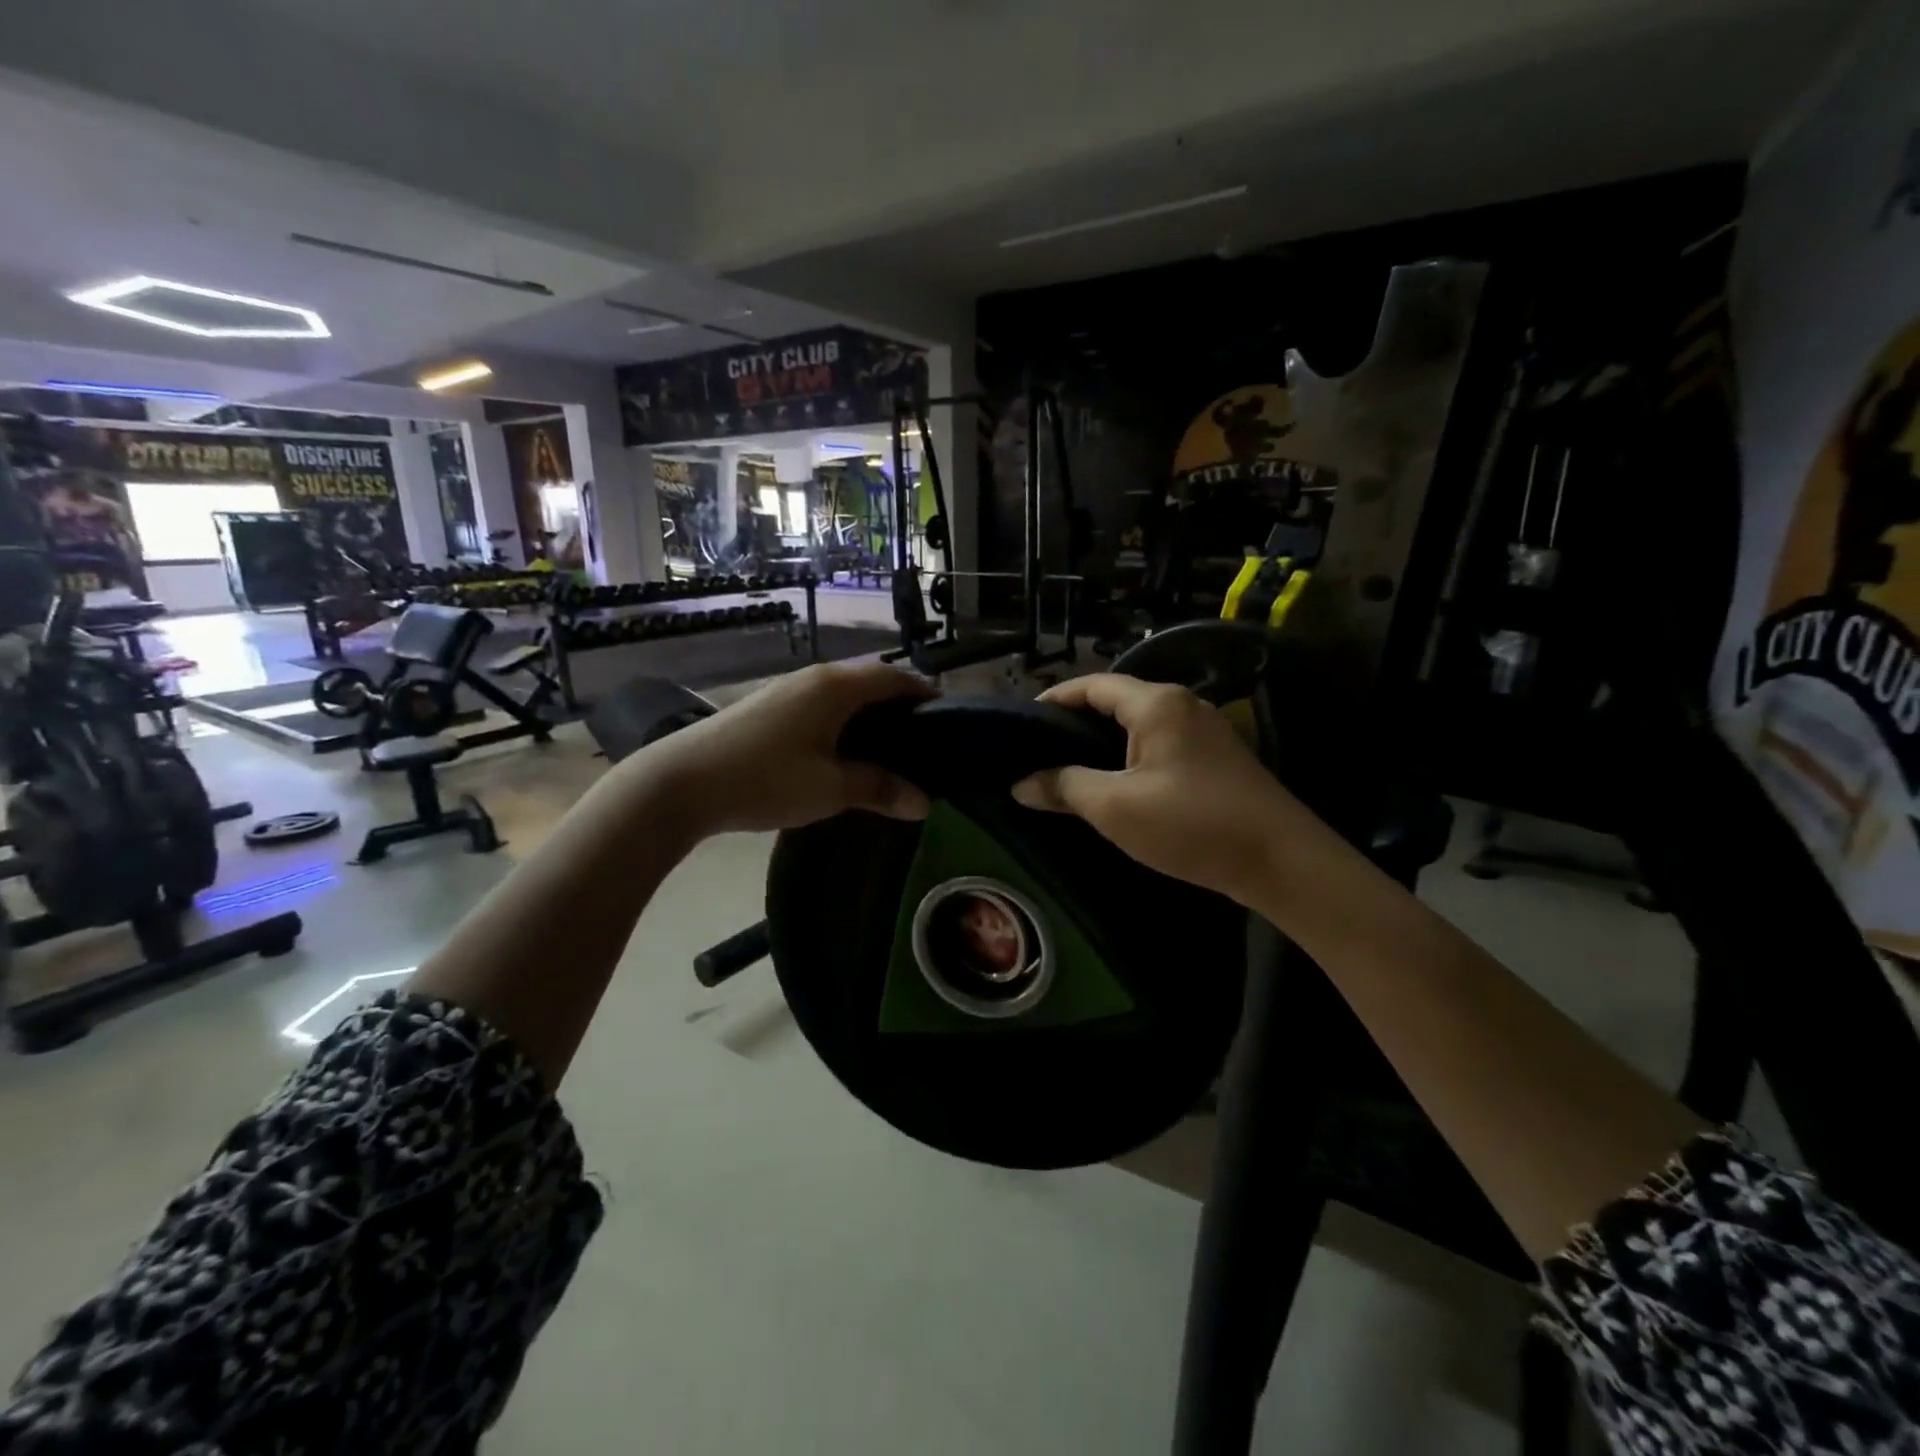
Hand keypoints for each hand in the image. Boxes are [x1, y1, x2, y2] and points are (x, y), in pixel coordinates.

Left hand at [643, 662, 933, 836]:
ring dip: (868, 715)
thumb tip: (923, 803)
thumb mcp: (830, 788)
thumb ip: (879, 789)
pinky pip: (821, 706)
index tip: (947, 720)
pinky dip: (842, 722)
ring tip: (887, 750)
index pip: (895, 677)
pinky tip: (842, 752)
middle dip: (899, 706)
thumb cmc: (766, 778)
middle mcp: (815, 678)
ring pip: (843, 694)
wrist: (682, 782)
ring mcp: (788, 690)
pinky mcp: (768, 707)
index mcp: (837, 687)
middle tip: (921, 742)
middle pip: (870, 681)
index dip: (924, 694)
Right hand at [1011, 673, 1326, 906]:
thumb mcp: (1116, 808)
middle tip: (1038, 749)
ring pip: (1139, 726)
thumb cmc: (1192, 825)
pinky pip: (1160, 746)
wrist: (1282, 862)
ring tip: (1067, 768)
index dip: (1054, 699)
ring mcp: (1205, 731)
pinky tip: (1114, 785)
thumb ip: (1064, 787)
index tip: (1021, 722)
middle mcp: (1183, 705)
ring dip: (1102, 743)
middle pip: (1116, 701)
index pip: (1093, 685)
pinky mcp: (1217, 759)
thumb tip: (1021, 783)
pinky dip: (1130, 757)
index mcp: (1157, 704)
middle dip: (1075, 722)